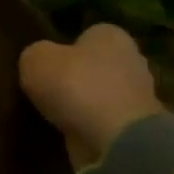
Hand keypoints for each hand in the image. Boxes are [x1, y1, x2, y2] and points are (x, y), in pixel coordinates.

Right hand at [19, 23, 164, 164]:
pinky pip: (104, 120)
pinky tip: (68, 131)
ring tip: (53, 113)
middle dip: (76, 76)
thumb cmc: (76, 86)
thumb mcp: (35, 59)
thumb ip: (35, 54)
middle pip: (96, 64)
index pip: (87, 34)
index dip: (64, 47)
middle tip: (47, 88)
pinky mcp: (135, 127)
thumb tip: (39, 60)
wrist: (116, 139)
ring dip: (82, 103)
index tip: (46, 63)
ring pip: (100, 94)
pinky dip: (89, 126)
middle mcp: (131, 60)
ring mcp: (138, 96)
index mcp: (111, 36)